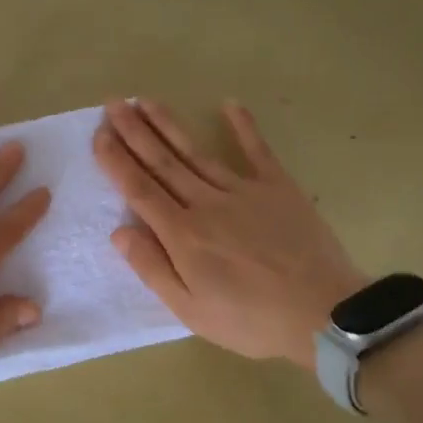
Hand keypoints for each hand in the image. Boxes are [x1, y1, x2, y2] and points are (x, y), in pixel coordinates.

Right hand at [94, 98, 365, 367]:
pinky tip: (229, 104)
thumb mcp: (190, 310)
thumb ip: (152, 268)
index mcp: (182, 234)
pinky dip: (243, 126)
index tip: (99, 134)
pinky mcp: (278, 187)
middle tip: (113, 104)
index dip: (116, 161)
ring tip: (146, 101)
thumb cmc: (250, 321)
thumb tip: (119, 231)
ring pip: (196, 152)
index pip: (139, 190)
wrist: (323, 314)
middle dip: (134, 132)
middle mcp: (206, 203)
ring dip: (169, 125)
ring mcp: (244, 190)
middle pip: (162, 162)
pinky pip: (257, 150)